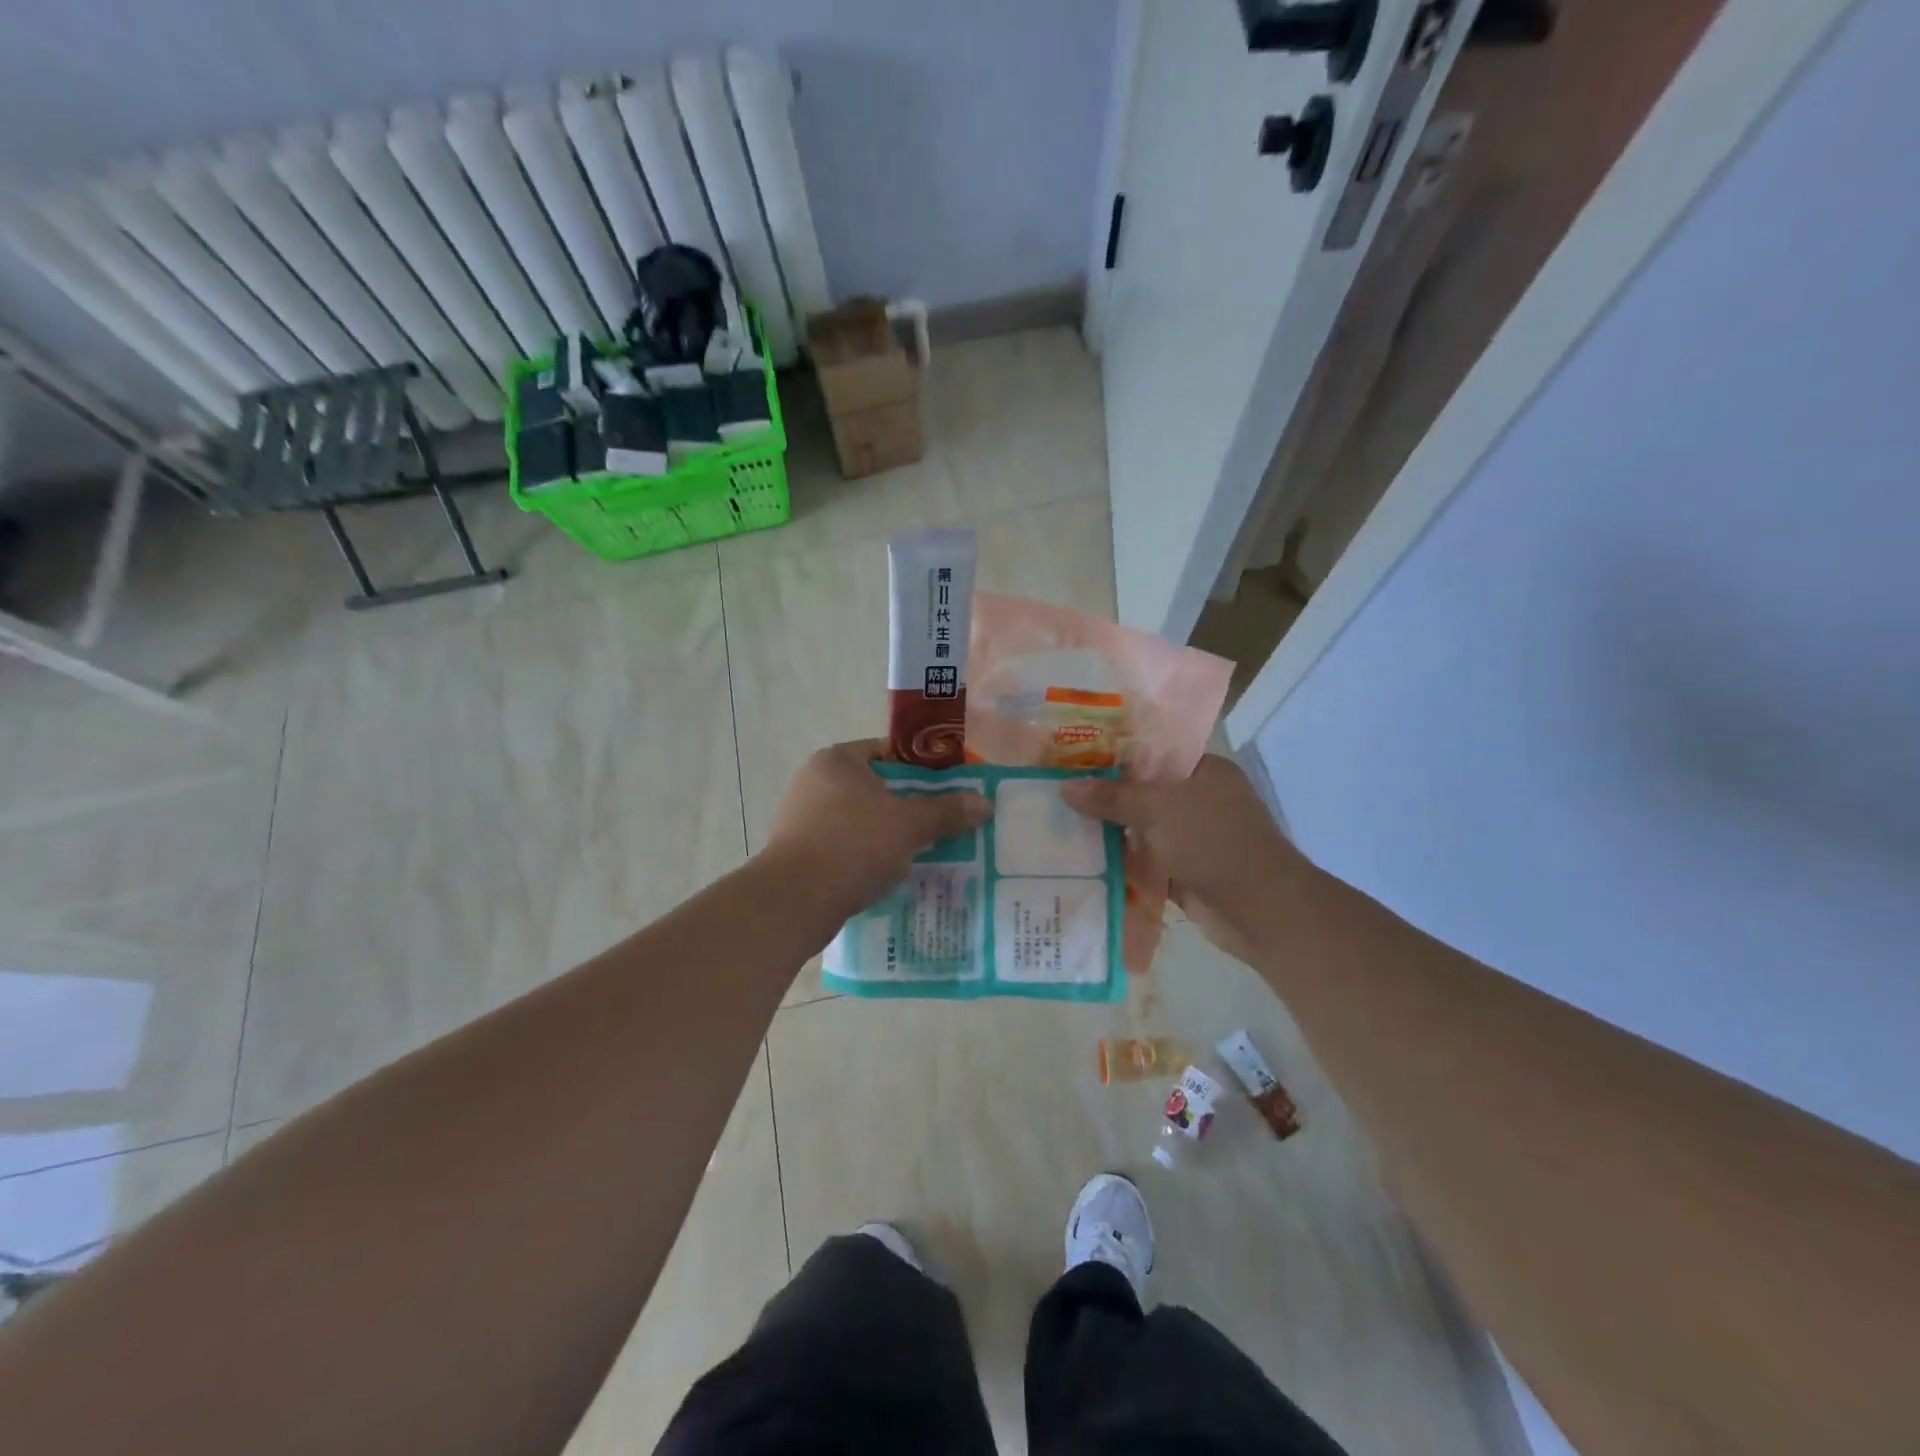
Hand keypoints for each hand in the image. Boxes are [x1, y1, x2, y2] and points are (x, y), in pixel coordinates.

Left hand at [761, 740, 992, 919]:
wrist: (795, 900)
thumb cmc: (853, 845)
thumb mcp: (909, 826)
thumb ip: (946, 811)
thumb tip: (984, 803)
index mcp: (838, 760)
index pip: (889, 752)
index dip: (923, 768)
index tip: (949, 789)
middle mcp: (815, 780)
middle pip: (876, 787)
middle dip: (908, 805)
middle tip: (941, 823)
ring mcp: (802, 816)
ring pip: (860, 819)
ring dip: (888, 833)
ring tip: (921, 852)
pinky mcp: (798, 850)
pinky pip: (843, 845)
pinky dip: (865, 855)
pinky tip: (888, 874)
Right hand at [1061, 755, 1305, 962]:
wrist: (1261, 910)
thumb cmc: (1215, 842)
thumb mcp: (1160, 809)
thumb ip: (1113, 797)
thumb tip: (1065, 786)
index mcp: (1205, 771)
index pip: (1153, 753)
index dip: (1114, 755)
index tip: (1072, 757)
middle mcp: (1200, 800)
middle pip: (1144, 792)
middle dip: (1105, 796)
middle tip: (1056, 790)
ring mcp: (1193, 839)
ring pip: (1142, 829)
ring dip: (1109, 831)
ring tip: (1058, 822)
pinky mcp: (1184, 872)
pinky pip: (1144, 862)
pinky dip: (1121, 862)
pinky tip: (1082, 858)